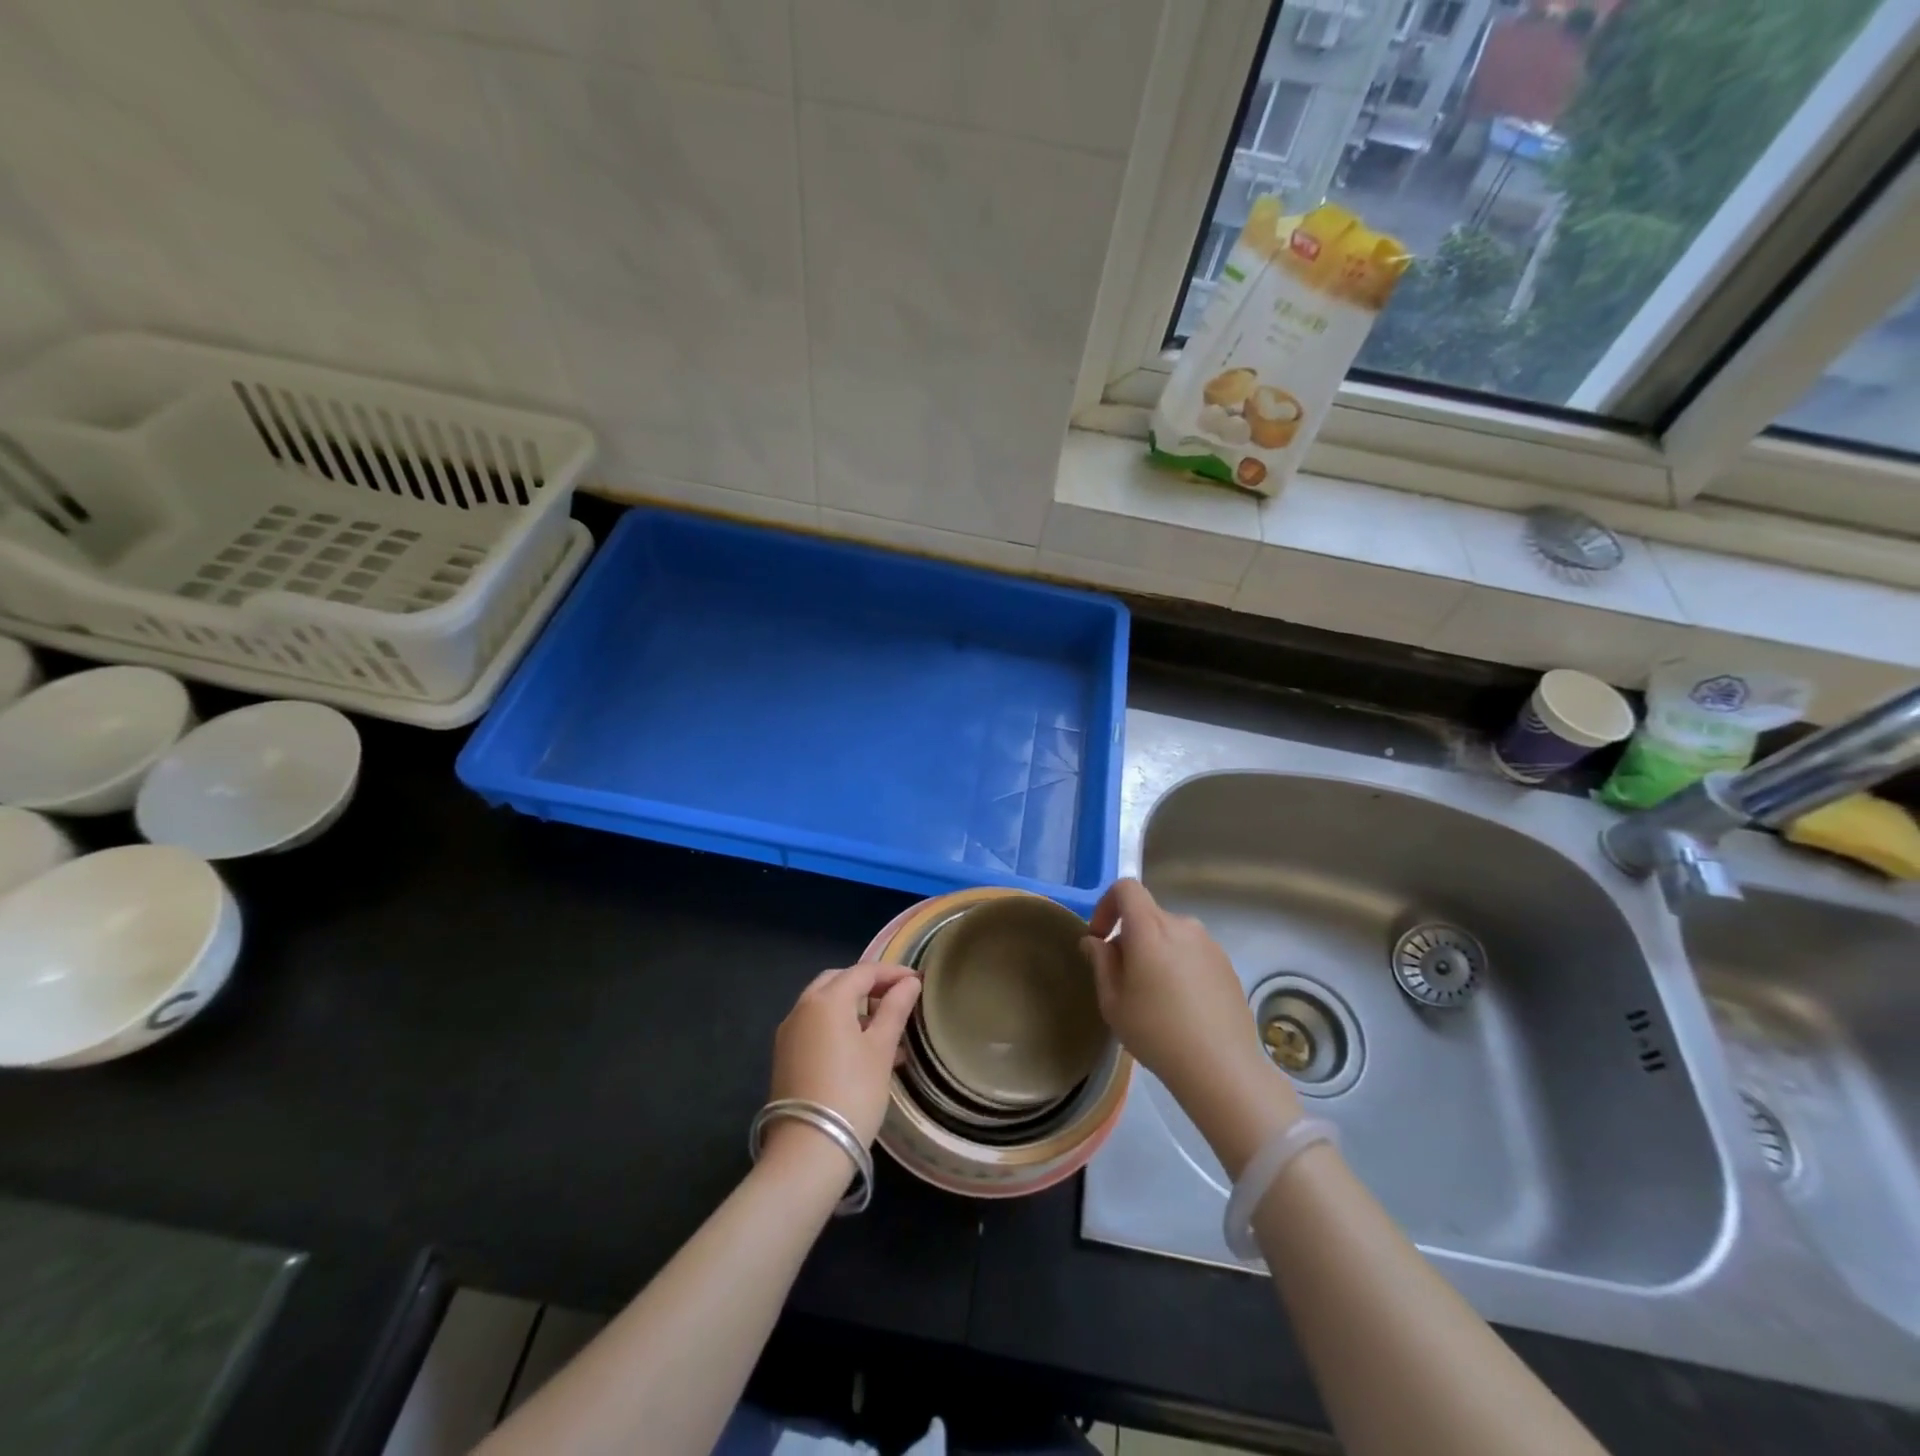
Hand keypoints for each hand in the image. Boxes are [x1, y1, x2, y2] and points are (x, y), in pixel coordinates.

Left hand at [769, 963, 919, 1147]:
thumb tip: (910, 983)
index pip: (863, 972)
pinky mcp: (785, 1057)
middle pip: (838, 982)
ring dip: (854, 1009)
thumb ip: (895, 1010)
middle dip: (868, 986)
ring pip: (825, 1006)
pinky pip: (816, 1028)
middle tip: (896, 1000)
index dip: (892, 973)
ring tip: (886, 1030)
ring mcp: (789, 1033)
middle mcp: (802, 1008)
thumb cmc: (853, 1093)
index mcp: (826, 999)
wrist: (808, 1151)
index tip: (917, 982)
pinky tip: (863, 1052)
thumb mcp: (880, 1049)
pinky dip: (839, 1027)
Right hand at [1081, 879, 1302, 1162]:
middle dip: (1130, 936)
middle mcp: (1182, 925)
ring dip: (1156, 951)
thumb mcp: (1113, 1002)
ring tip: (1154, 995)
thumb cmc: (1157, 1033)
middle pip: (1148, 914)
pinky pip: (1192, 952)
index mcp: (1150, 929)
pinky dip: (1179, 965)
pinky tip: (1182, 1005)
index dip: (1107, 905)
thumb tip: (1095, 941)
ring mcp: (1209, 944)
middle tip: (1123, 977)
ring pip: (1171, 934)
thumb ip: (1101, 962)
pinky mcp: (1226, 964)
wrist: (1222, 1067)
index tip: (1100, 937)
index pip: (1126, 888)